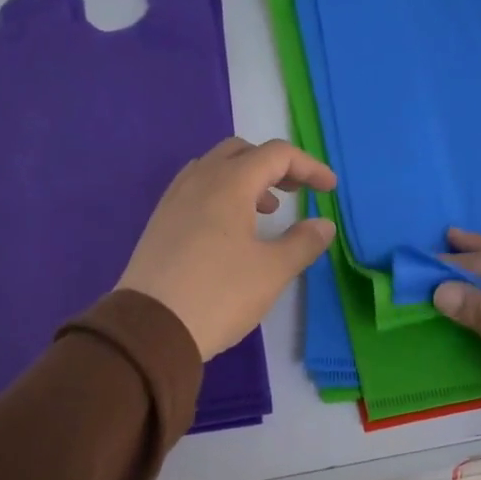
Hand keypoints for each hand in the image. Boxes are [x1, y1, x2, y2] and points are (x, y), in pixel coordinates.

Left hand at [119, 137, 335, 359]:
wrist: (151, 328)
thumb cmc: (219, 294)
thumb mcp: (272, 271)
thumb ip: (303, 243)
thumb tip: (323, 224)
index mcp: (229, 184)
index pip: (276, 155)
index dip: (309, 166)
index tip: (329, 189)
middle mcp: (199, 180)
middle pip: (241, 152)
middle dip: (275, 166)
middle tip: (296, 192)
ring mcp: (174, 199)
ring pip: (215, 168)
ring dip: (246, 178)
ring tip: (265, 211)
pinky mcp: (160, 222)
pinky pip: (196, 189)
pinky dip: (222, 194)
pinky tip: (230, 228)